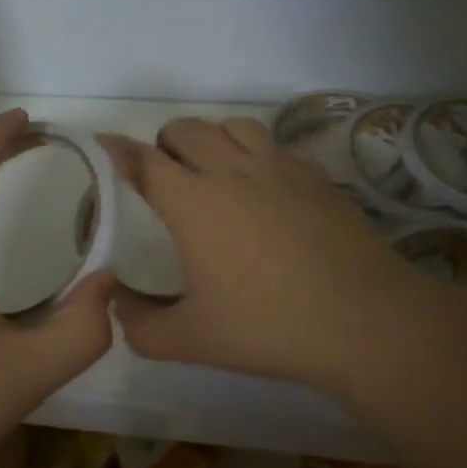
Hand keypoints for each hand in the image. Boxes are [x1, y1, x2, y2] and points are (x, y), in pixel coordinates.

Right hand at [105, 117, 447, 401]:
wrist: (362, 320)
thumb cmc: (267, 326)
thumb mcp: (190, 341)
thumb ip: (140, 326)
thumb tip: (118, 307)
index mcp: (193, 202)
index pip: (143, 160)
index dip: (117, 151)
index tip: (104, 147)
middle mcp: (232, 170)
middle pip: (187, 130)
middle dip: (165, 143)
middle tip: (163, 175)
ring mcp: (279, 168)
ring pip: (234, 126)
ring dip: (212, 139)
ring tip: (213, 170)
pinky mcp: (316, 176)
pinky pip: (275, 146)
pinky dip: (256, 154)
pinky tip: (265, 188)